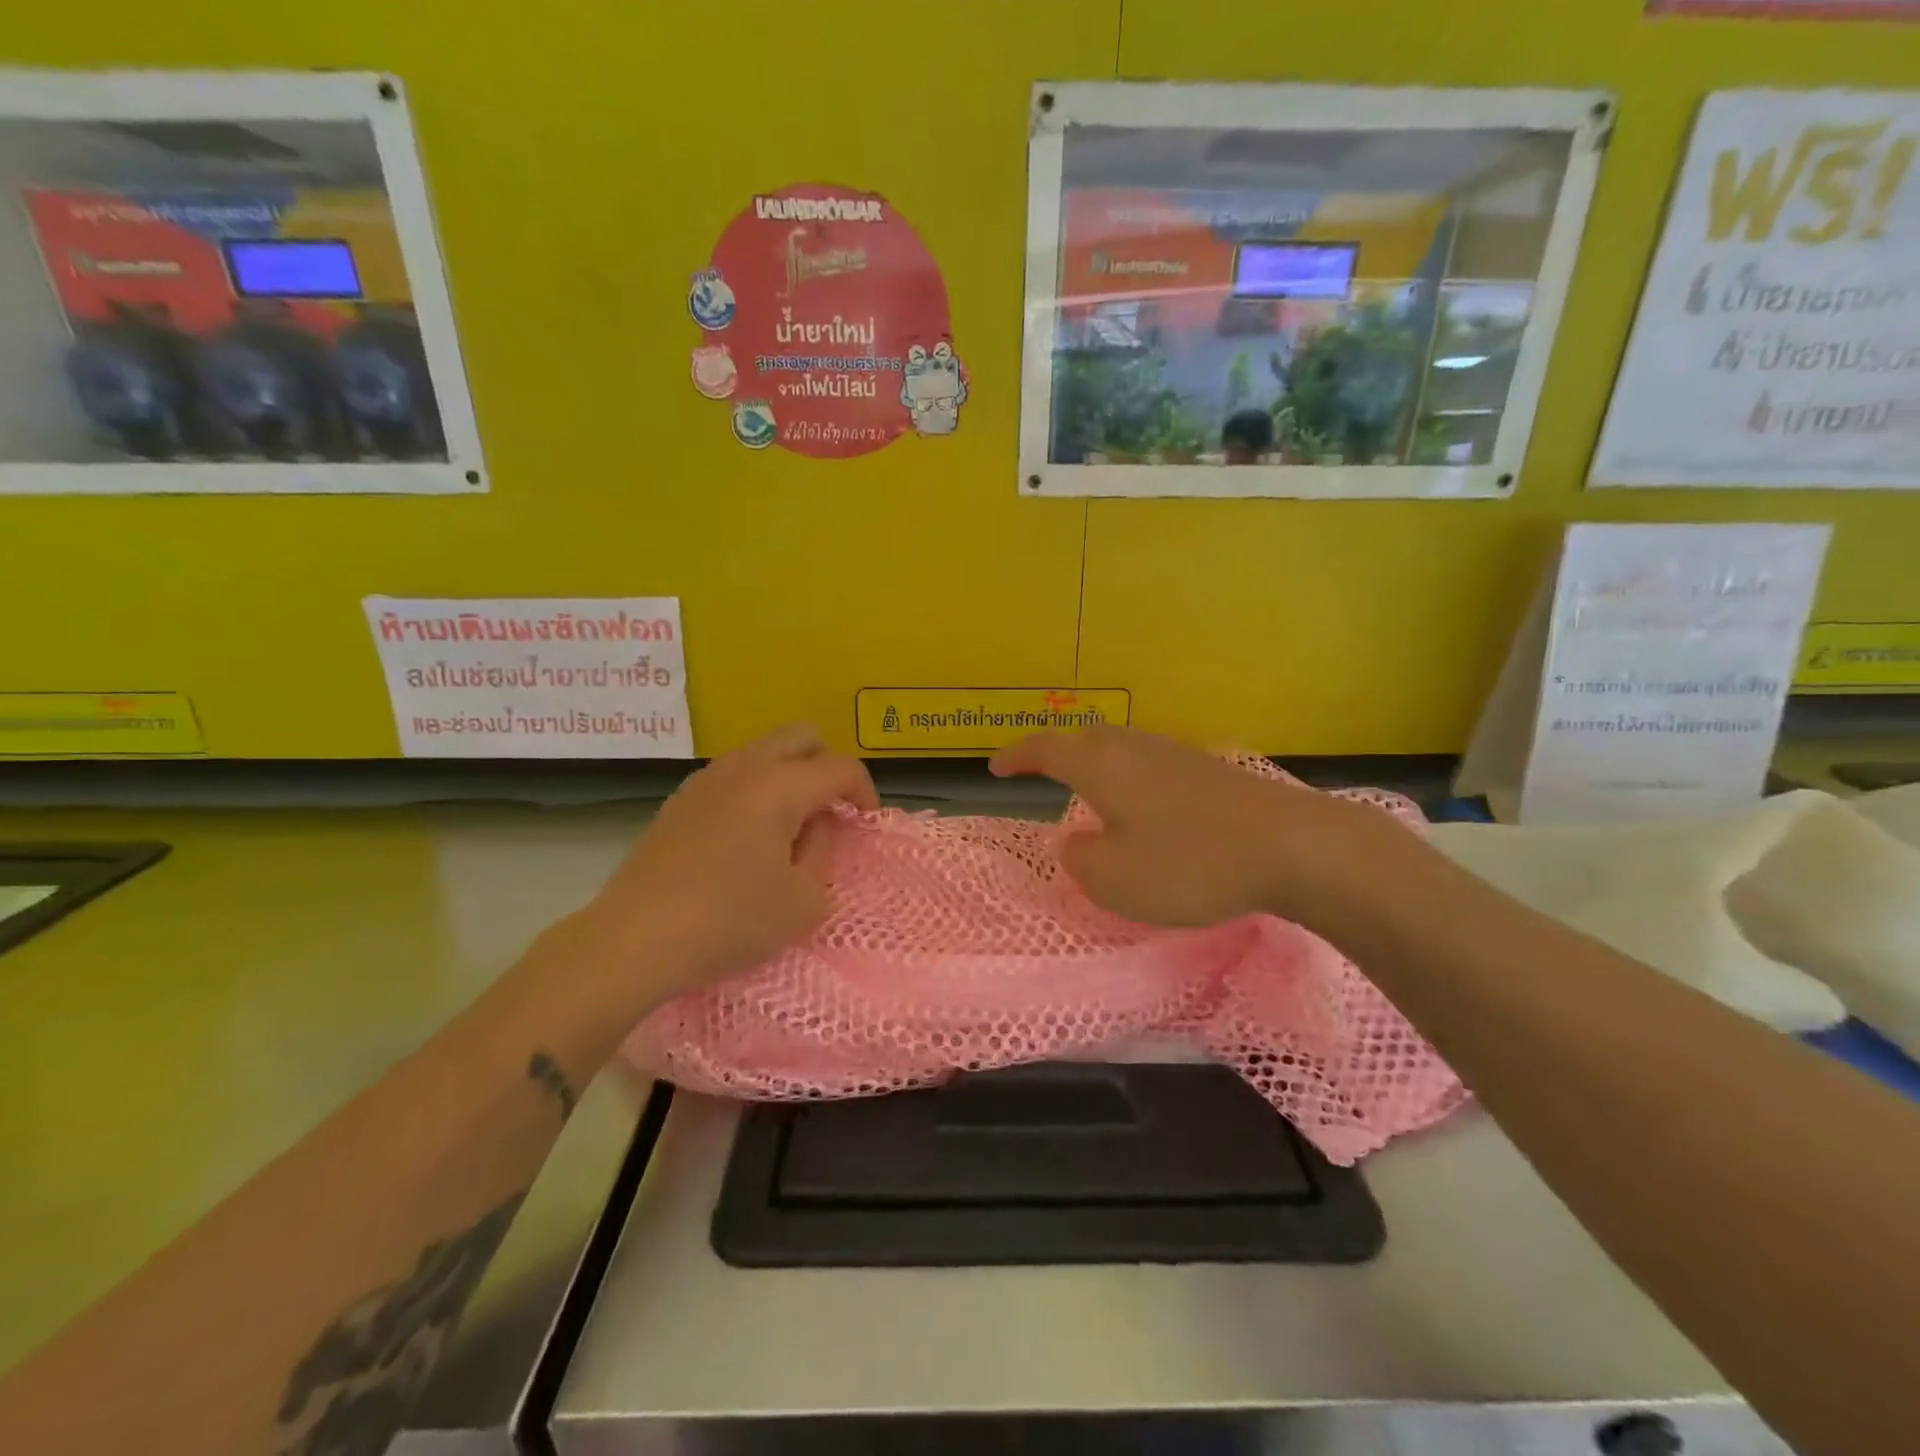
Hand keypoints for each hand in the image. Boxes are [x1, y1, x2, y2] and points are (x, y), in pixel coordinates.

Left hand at [564, 725, 877, 1003]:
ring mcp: (707, 779)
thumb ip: (824, 849)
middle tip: (830, 810)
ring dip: (790, 774)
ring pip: (764, 750)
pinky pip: (735, 773)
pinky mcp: (681, 799)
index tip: (866, 823)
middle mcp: (744, 767)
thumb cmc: (730, 921)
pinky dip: (757, 788)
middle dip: (827, 765)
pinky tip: (748, 835)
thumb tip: (819, 823)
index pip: (840, 767)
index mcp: (779, 786)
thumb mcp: (803, 899)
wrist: (636, 939)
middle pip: (802, 736)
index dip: (864, 791)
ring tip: (791, 825)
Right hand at [991, 726, 1402, 933]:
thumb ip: (1081, 859)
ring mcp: (1177, 755)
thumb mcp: (1115, 879)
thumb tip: (1075, 841)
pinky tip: (1143, 805)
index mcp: (1102, 766)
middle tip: (1038, 771)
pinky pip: (1150, 764)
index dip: (1016, 756)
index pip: (1046, 749)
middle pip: (1085, 738)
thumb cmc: (1190, 863)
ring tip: (1086, 789)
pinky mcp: (1210, 772)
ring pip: (1121, 748)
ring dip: (1095, 763)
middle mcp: (1136, 749)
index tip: (994, 768)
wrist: (1293, 847)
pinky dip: (1129, 777)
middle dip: (1055, 752)